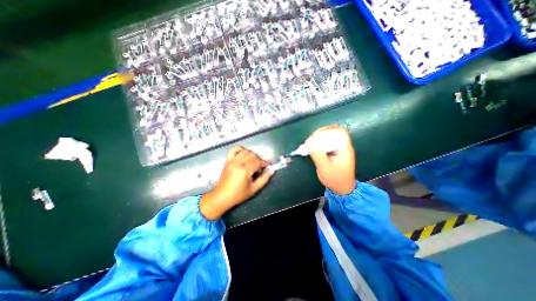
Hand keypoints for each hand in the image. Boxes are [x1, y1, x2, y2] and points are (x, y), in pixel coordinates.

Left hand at [200, 145, 273, 219]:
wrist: (221, 197)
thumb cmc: (238, 195)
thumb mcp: (254, 189)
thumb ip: (264, 179)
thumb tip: (272, 171)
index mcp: (244, 170)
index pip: (258, 162)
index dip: (265, 163)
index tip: (269, 166)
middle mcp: (237, 163)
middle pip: (252, 155)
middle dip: (259, 160)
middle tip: (261, 167)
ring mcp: (231, 161)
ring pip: (245, 152)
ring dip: (252, 155)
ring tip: (254, 163)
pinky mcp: (227, 161)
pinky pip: (234, 150)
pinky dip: (241, 149)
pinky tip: (244, 154)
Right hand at [305, 125, 354, 194]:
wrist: (342, 188)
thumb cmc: (335, 179)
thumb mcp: (325, 168)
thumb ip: (318, 154)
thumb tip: (309, 142)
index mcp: (344, 149)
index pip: (339, 132)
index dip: (327, 130)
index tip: (315, 136)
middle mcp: (343, 146)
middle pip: (334, 131)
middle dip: (321, 133)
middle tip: (311, 140)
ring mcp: (339, 148)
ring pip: (330, 136)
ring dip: (319, 137)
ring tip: (310, 143)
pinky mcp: (334, 152)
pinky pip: (327, 142)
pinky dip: (319, 142)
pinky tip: (313, 147)